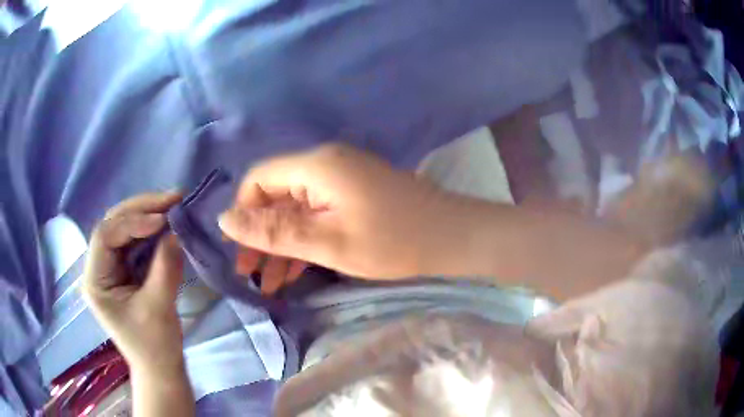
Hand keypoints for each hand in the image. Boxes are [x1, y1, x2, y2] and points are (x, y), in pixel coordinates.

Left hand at [82, 192, 184, 371]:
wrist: (160, 368)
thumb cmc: (155, 346)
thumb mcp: (159, 308)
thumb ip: (165, 267)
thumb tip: (177, 231)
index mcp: (95, 281)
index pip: (105, 237)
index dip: (131, 222)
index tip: (162, 220)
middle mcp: (98, 267)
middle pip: (113, 225)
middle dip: (141, 209)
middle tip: (172, 199)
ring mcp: (111, 267)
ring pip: (124, 228)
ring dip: (148, 214)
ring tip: (174, 205)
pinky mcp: (124, 269)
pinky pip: (135, 240)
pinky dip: (152, 229)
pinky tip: (168, 222)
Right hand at [219, 143, 463, 293]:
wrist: (452, 236)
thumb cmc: (393, 241)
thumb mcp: (327, 242)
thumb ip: (273, 231)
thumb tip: (224, 219)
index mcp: (316, 165)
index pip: (259, 179)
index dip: (244, 214)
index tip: (242, 252)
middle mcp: (324, 164)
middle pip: (276, 195)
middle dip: (260, 235)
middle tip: (251, 275)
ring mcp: (340, 179)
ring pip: (295, 209)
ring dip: (281, 243)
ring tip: (269, 284)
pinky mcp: (352, 194)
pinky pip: (316, 213)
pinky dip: (303, 239)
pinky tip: (293, 271)